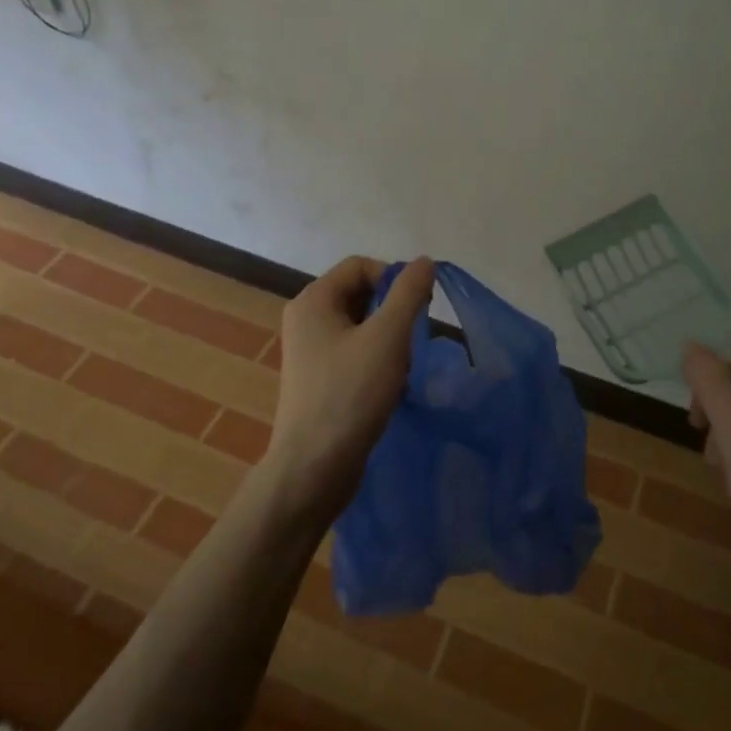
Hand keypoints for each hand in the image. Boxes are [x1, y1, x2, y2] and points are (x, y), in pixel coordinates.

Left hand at [262, 255, 435, 521]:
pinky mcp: (320, 382)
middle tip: (413, 339)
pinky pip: (356, 355)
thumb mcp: (388, 337)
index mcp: (313, 301)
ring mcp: (311, 354)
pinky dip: (378, 364)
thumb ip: (409, 293)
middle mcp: (307, 321)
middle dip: (393, 313)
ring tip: (402, 368)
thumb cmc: (350, 394)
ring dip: (389, 341)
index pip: (360, 266)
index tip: (419, 306)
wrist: (314, 469)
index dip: (393, 278)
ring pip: (362, 328)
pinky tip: (392, 388)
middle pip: (361, 295)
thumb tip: (423, 261)